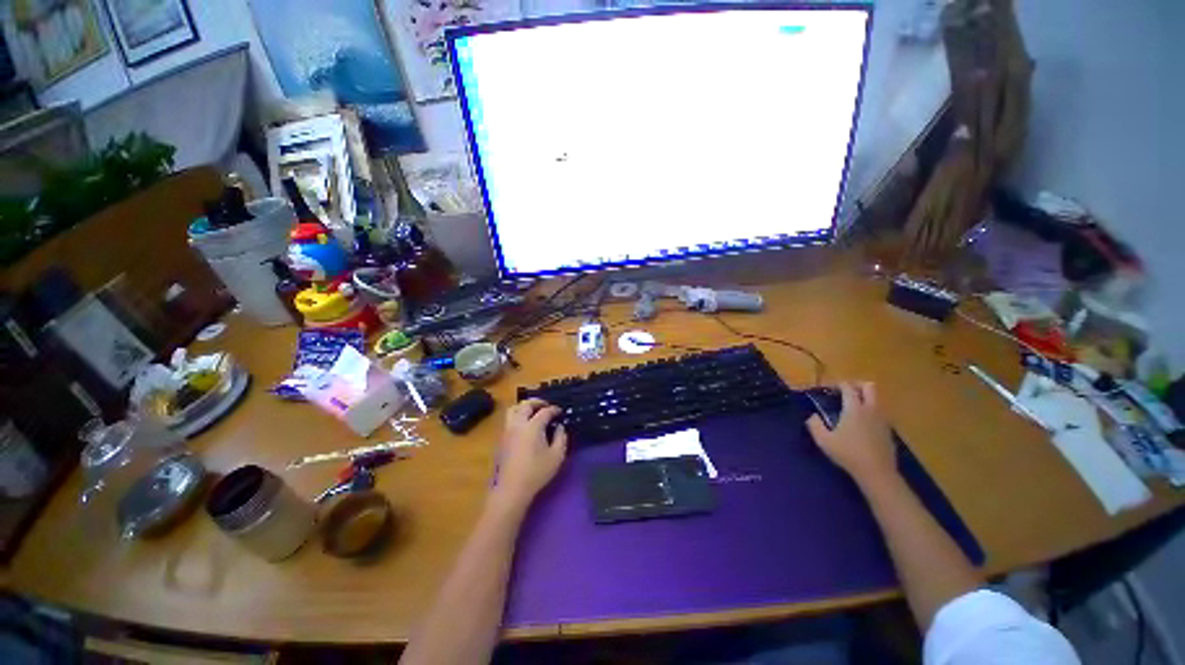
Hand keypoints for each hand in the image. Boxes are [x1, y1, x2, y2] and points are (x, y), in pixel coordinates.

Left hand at [491, 399, 568, 509]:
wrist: (512, 489)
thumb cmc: (537, 472)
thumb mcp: (557, 455)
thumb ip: (561, 437)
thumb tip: (559, 427)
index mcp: (532, 426)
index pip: (544, 411)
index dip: (554, 409)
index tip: (560, 412)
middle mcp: (518, 424)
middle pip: (525, 404)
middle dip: (537, 402)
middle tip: (546, 405)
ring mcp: (507, 431)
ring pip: (513, 409)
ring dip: (524, 407)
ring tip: (534, 412)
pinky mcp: (502, 439)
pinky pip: (509, 419)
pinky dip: (518, 415)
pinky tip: (526, 425)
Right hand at [806, 382, 897, 486]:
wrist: (877, 472)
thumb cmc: (848, 453)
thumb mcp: (823, 440)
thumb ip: (814, 424)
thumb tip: (812, 415)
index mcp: (854, 408)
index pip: (848, 387)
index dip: (839, 384)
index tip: (829, 388)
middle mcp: (871, 409)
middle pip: (869, 386)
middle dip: (857, 385)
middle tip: (845, 392)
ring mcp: (882, 419)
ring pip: (877, 399)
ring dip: (866, 398)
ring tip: (853, 407)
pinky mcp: (888, 430)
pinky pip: (880, 413)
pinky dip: (871, 411)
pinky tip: (862, 423)